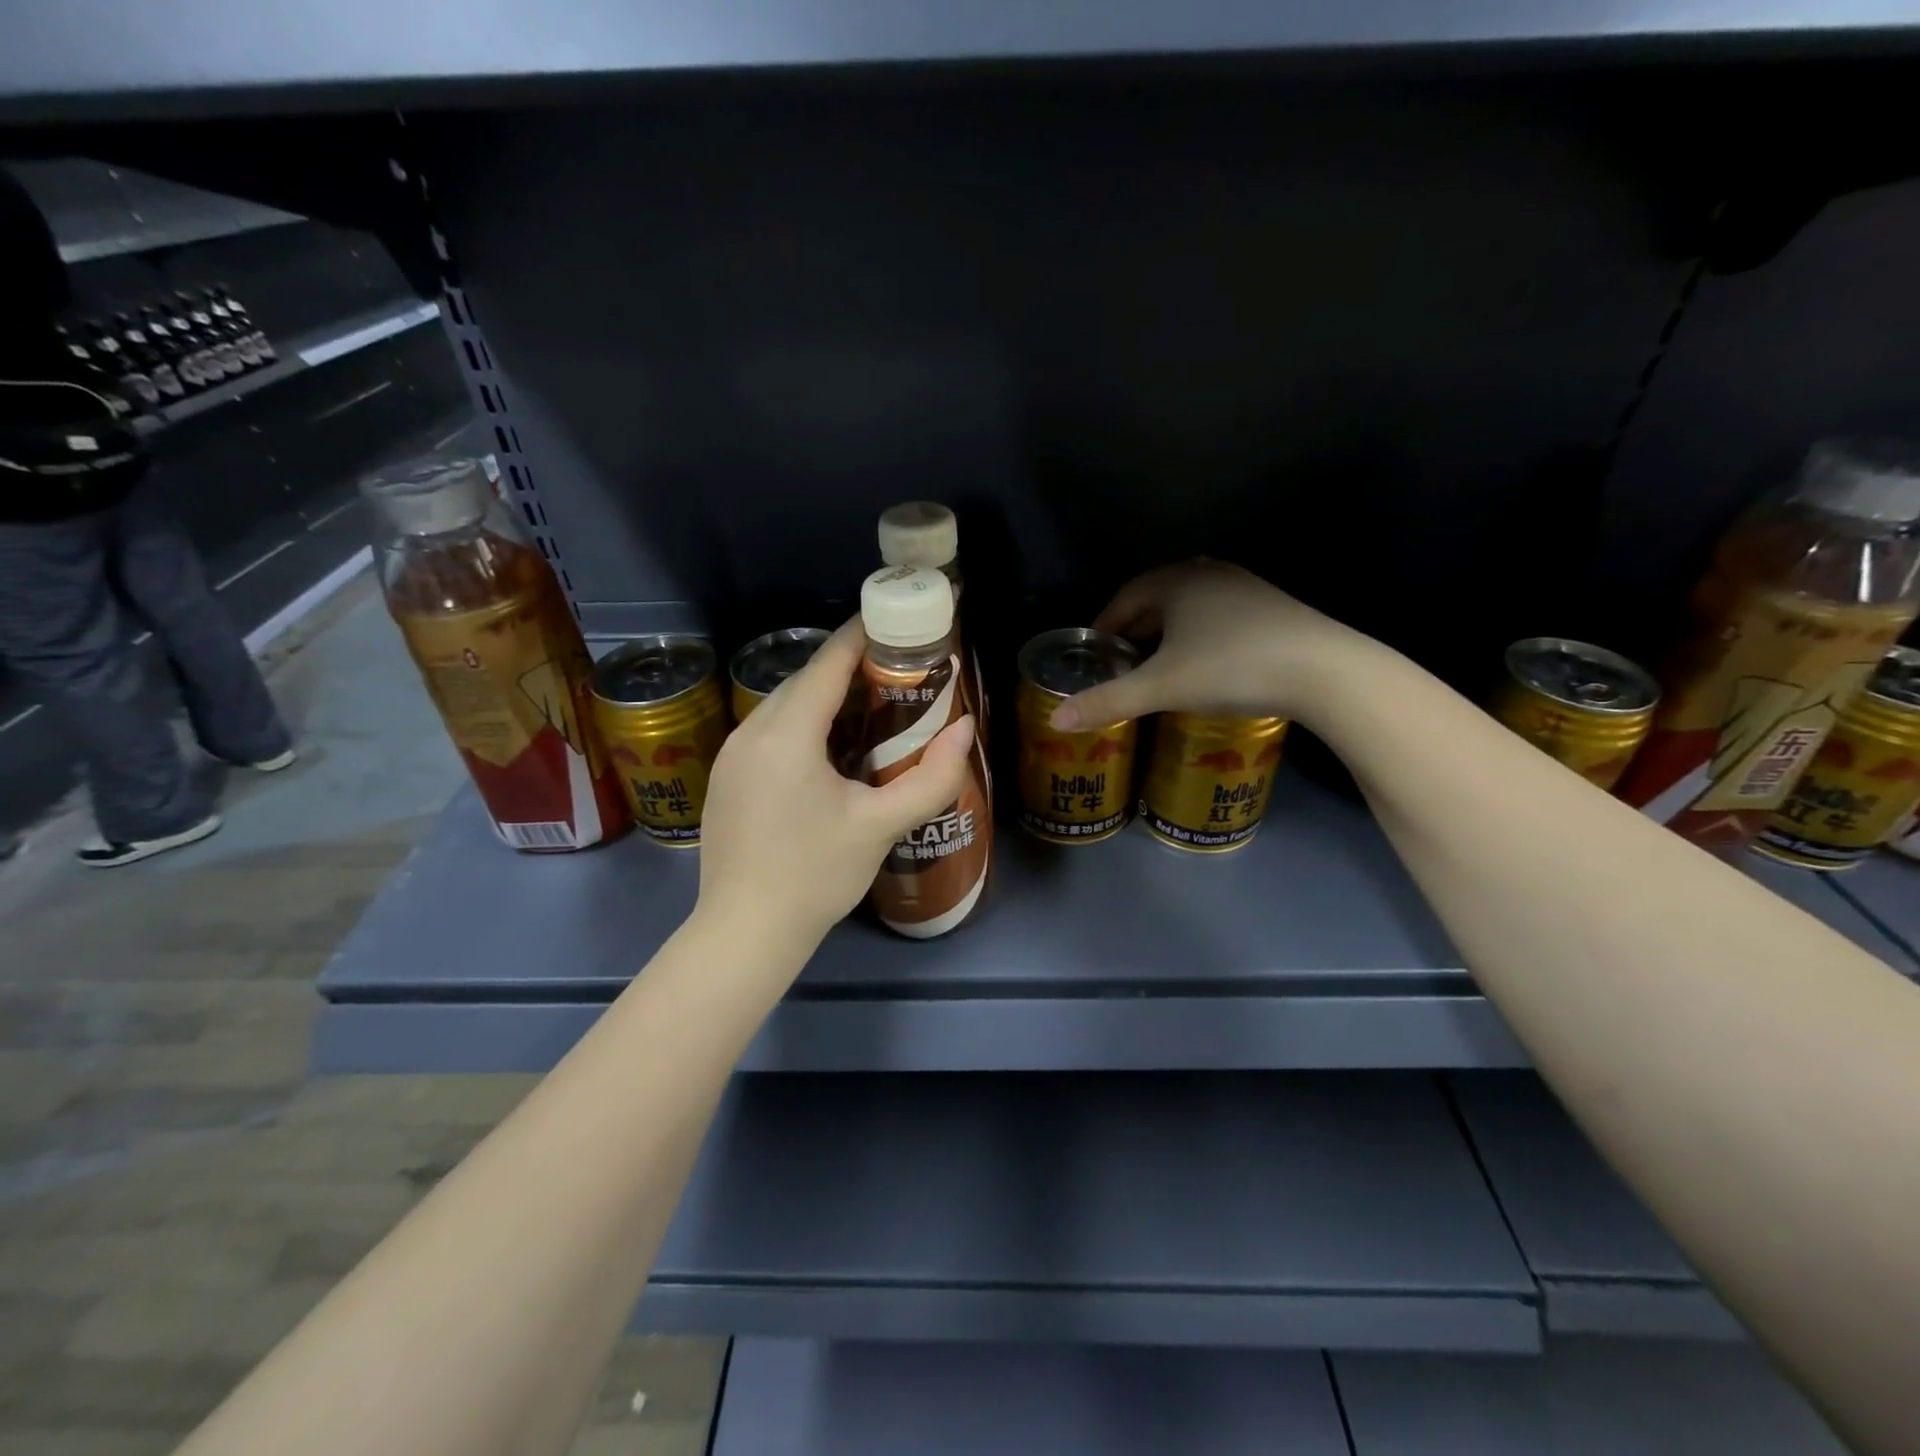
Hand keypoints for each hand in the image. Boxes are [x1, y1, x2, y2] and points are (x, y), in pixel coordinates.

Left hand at [696, 620, 976, 955]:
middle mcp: (750, 732)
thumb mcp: (881, 826)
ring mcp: (731, 755)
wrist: (744, 933)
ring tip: (875, 708)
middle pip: (805, 680)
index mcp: (786, 733)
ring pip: (785, 706)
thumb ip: (932, 777)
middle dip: (851, 668)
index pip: (828, 663)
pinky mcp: (726, 778)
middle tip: (900, 674)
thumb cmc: (815, 875)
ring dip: (827, 698)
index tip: (900, 623)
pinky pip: (770, 731)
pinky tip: (832, 750)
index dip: (865, 636)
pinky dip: (805, 724)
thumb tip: (966, 728)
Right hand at [1052, 560, 1364, 730]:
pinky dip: (1199, 640)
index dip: (1103, 627)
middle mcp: (1209, 574)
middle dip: (1134, 633)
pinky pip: (1218, 619)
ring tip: (1158, 671)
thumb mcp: (1161, 687)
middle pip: (1156, 602)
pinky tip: (1203, 668)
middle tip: (1121, 668)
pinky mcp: (1272, 609)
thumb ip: (1107, 702)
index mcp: (1176, 580)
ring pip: (1189, 611)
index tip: (1093, 656)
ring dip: (1167, 638)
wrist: (1325, 671)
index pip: (1124, 597)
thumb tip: (1056, 720)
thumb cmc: (1231, 667)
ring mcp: (1245, 588)